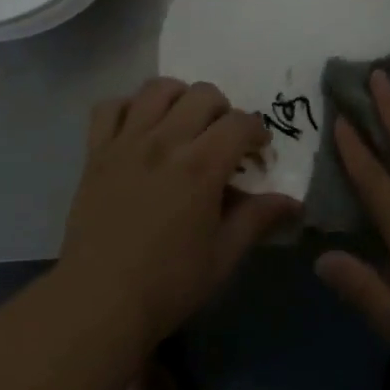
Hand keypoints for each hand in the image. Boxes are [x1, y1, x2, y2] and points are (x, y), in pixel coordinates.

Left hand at [58, 78, 300, 350]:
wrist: (98, 301)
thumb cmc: (168, 284)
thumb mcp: (223, 256)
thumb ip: (257, 219)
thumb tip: (293, 202)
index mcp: (201, 165)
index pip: (240, 123)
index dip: (257, 132)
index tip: (257, 153)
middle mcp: (165, 141)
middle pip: (202, 94)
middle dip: (222, 110)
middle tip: (222, 139)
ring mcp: (127, 141)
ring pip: (157, 88)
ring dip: (178, 97)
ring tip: (183, 122)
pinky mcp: (96, 151)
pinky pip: (110, 106)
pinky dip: (128, 107)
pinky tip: (139, 128)